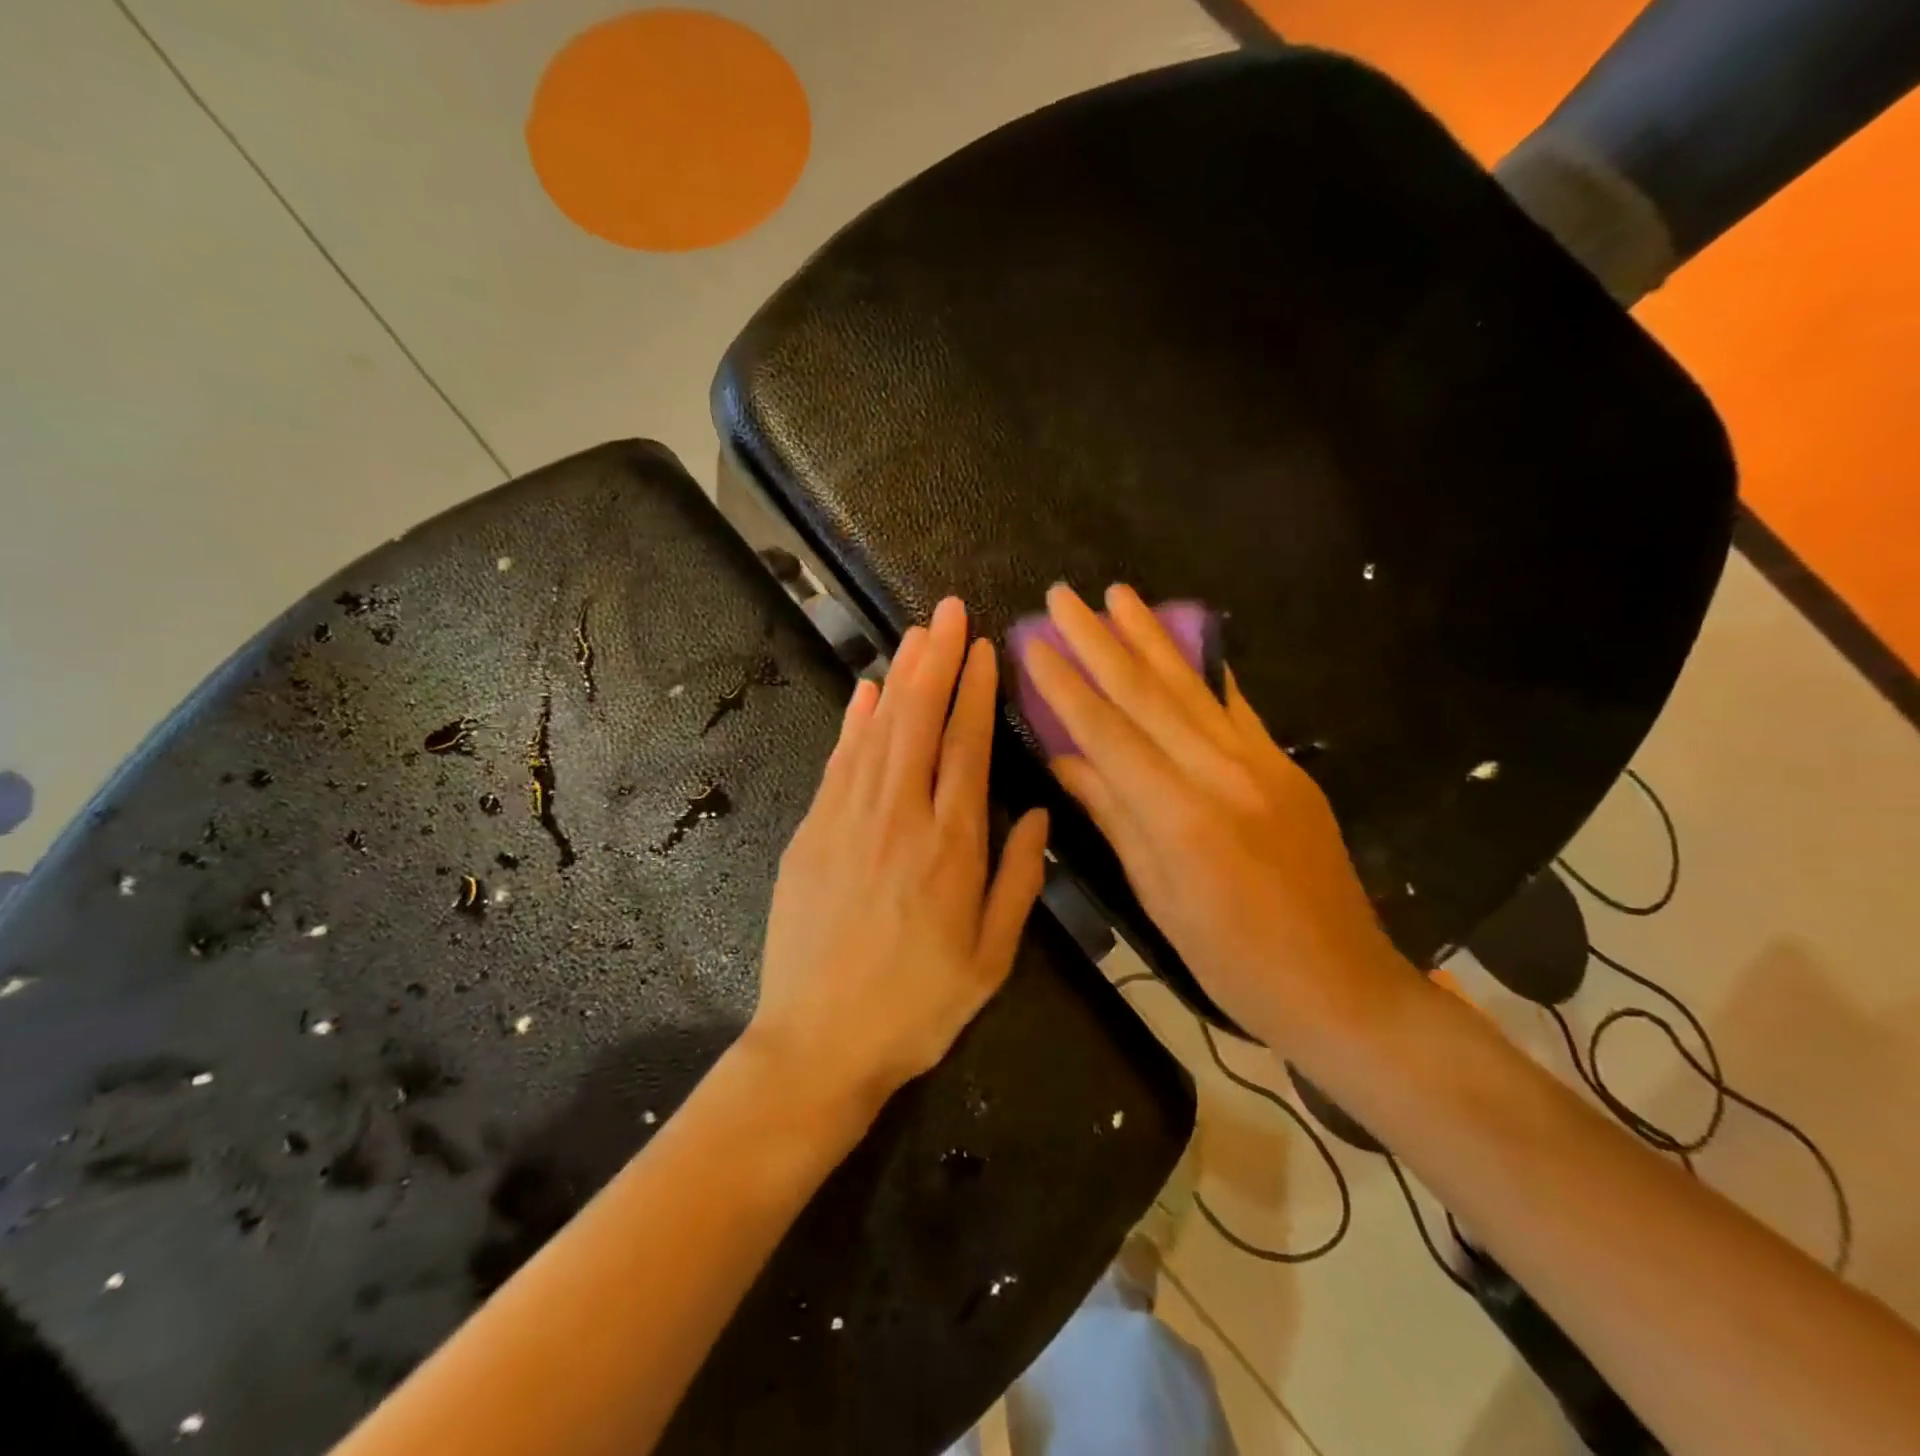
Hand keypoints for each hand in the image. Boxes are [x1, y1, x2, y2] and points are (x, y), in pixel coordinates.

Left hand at [749, 597, 1049, 1117]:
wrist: (819, 1043)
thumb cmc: (918, 1006)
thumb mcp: (992, 958)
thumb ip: (1019, 880)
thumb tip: (1036, 813)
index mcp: (952, 844)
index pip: (966, 745)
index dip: (975, 690)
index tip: (982, 647)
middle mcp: (899, 816)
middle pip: (918, 720)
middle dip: (935, 660)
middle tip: (947, 610)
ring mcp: (847, 819)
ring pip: (878, 730)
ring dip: (897, 677)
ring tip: (915, 634)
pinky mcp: (811, 832)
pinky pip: (838, 762)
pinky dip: (853, 722)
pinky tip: (864, 692)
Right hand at [1021, 583, 1410, 1053]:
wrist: (1342, 985)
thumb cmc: (1233, 960)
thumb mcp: (1159, 896)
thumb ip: (1113, 816)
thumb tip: (1064, 759)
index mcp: (1179, 815)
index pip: (1107, 732)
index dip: (1065, 685)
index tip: (1033, 642)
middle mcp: (1221, 773)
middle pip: (1148, 693)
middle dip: (1100, 640)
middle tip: (1064, 595)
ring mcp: (1262, 764)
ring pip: (1193, 687)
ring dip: (1151, 636)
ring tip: (1119, 594)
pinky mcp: (1288, 767)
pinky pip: (1237, 707)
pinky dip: (1206, 669)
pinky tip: (1188, 637)